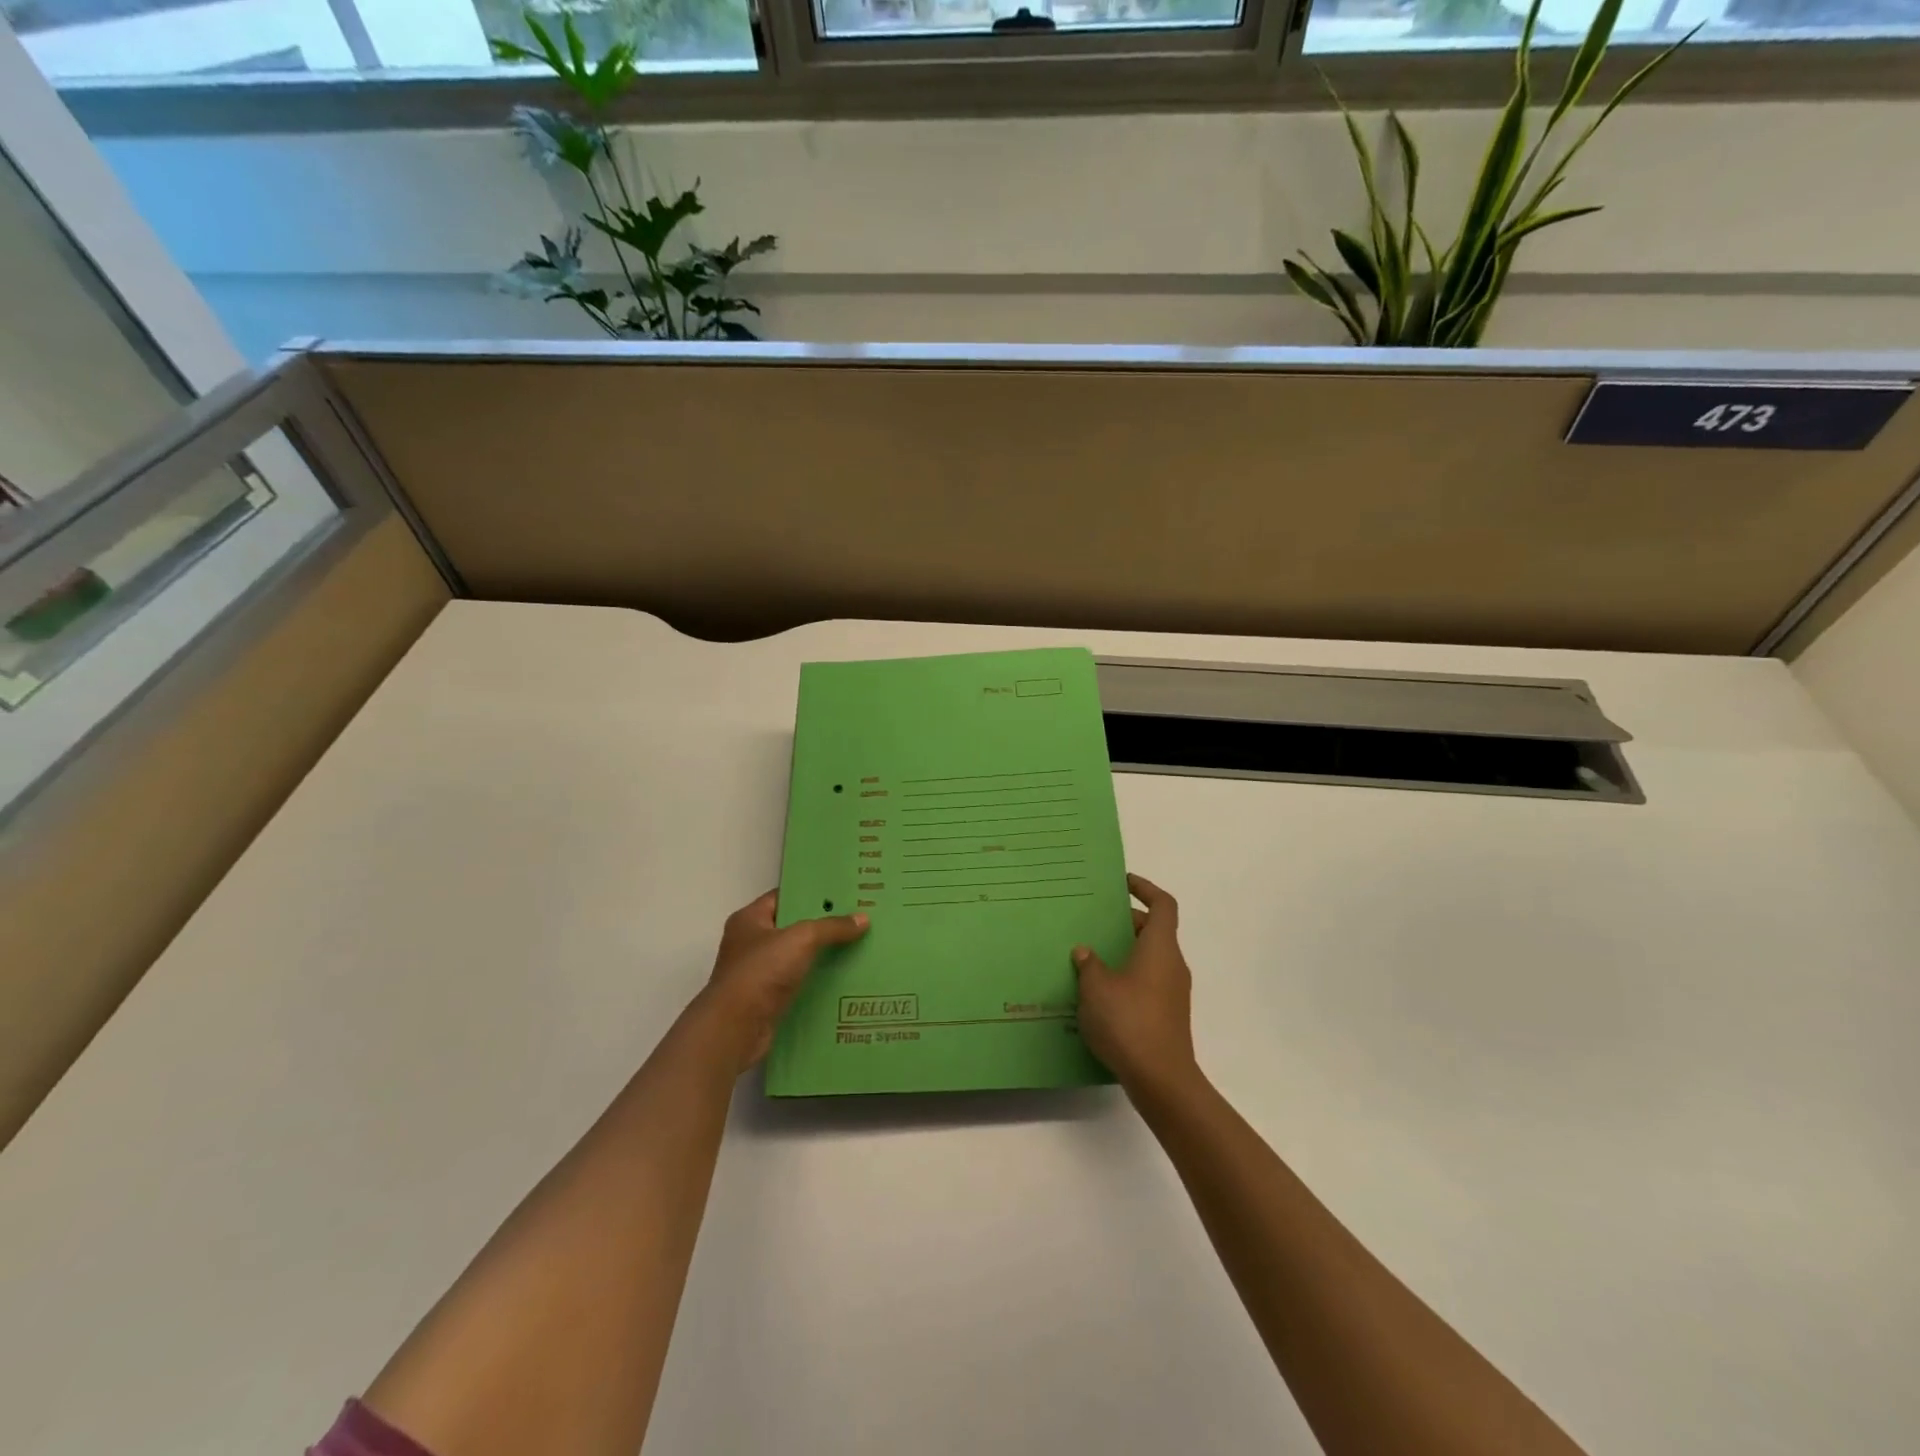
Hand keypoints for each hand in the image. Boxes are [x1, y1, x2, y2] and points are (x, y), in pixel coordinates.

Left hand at [689, 891, 867, 1074]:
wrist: (735, 1029)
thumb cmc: (761, 972)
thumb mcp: (801, 939)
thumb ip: (832, 927)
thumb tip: (863, 919)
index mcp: (750, 919)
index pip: (784, 897)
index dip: (812, 893)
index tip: (843, 893)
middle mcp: (751, 943)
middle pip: (793, 927)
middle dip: (823, 925)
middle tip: (858, 919)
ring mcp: (758, 973)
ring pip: (798, 957)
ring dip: (823, 955)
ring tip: (859, 947)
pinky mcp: (768, 1000)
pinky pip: (799, 983)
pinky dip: (817, 982)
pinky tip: (845, 979)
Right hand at [1073, 874, 1199, 1098]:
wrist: (1161, 1080)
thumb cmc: (1129, 1021)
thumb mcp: (1096, 988)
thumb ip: (1089, 964)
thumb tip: (1086, 951)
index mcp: (1159, 947)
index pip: (1163, 904)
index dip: (1145, 889)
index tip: (1123, 884)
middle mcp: (1172, 964)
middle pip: (1154, 931)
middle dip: (1126, 923)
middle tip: (1094, 923)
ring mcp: (1173, 992)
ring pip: (1149, 959)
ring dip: (1124, 953)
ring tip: (1090, 958)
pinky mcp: (1167, 1016)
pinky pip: (1147, 983)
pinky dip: (1127, 978)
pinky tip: (1099, 995)